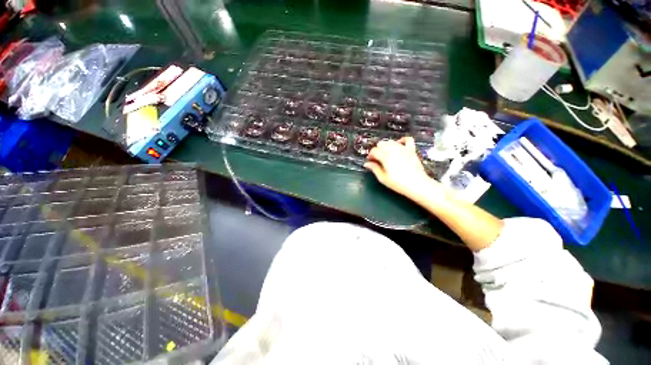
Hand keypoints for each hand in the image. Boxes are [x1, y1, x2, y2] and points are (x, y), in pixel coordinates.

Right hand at [364, 137, 438, 199]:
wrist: (417, 184)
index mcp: (385, 156)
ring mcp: (403, 148)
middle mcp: (393, 150)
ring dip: (386, 146)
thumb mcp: (383, 178)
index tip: (370, 161)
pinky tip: (399, 144)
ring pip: (391, 141)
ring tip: (386, 154)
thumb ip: (374, 169)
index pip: (374, 151)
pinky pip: (407, 139)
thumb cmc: (398, 183)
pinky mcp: (411, 150)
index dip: (370, 155)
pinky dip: (402, 140)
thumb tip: (367, 164)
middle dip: (377, 150)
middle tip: (377, 159)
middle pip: (381, 144)